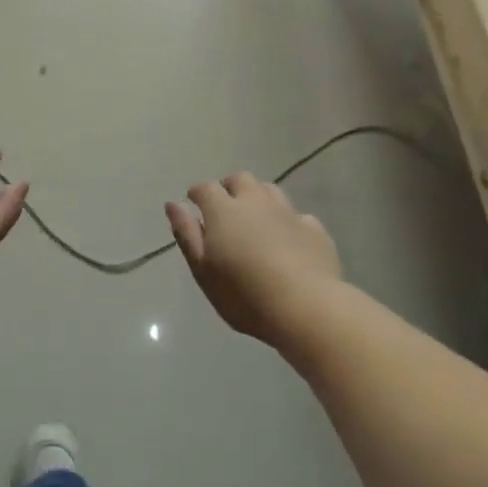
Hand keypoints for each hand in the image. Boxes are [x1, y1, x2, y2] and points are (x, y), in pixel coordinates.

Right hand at [165, 174, 343, 344]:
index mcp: (224, 210)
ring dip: (258, 197)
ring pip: (270, 190)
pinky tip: (288, 239)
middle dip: (229, 187)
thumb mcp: (203, 270)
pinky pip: (297, 216)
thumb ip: (187, 234)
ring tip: (255, 218)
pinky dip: (287, 221)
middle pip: (240, 179)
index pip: (206, 188)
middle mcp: (256, 202)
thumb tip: (173, 204)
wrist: (306, 307)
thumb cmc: (244, 294)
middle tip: (224, 208)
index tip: (193, 202)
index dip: (197, 192)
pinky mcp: (314, 230)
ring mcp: (288, 213)